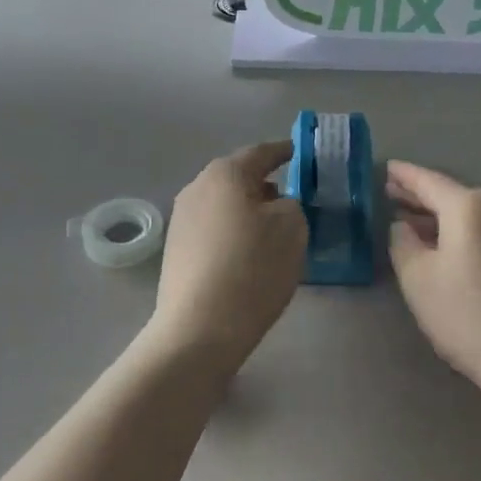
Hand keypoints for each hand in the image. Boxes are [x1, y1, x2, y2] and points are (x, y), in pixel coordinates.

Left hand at [151, 142, 306, 366]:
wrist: (200, 329)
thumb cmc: (252, 267)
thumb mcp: (292, 227)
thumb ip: (292, 203)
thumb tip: (277, 204)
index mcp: (225, 173)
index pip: (262, 152)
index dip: (285, 152)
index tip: (303, 155)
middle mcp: (197, 188)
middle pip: (239, 178)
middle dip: (267, 184)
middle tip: (295, 198)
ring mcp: (181, 220)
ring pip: (225, 205)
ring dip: (249, 211)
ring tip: (275, 231)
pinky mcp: (176, 251)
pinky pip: (214, 229)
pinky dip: (235, 233)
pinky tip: (251, 255)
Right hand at [386, 160, 480, 402]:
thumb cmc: (468, 315)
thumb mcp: (417, 278)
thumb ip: (402, 242)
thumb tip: (403, 225)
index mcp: (469, 206)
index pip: (428, 181)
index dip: (404, 175)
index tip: (386, 168)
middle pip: (452, 195)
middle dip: (420, 196)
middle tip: (392, 193)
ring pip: (471, 214)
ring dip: (442, 217)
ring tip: (415, 223)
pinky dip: (464, 232)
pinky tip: (449, 247)